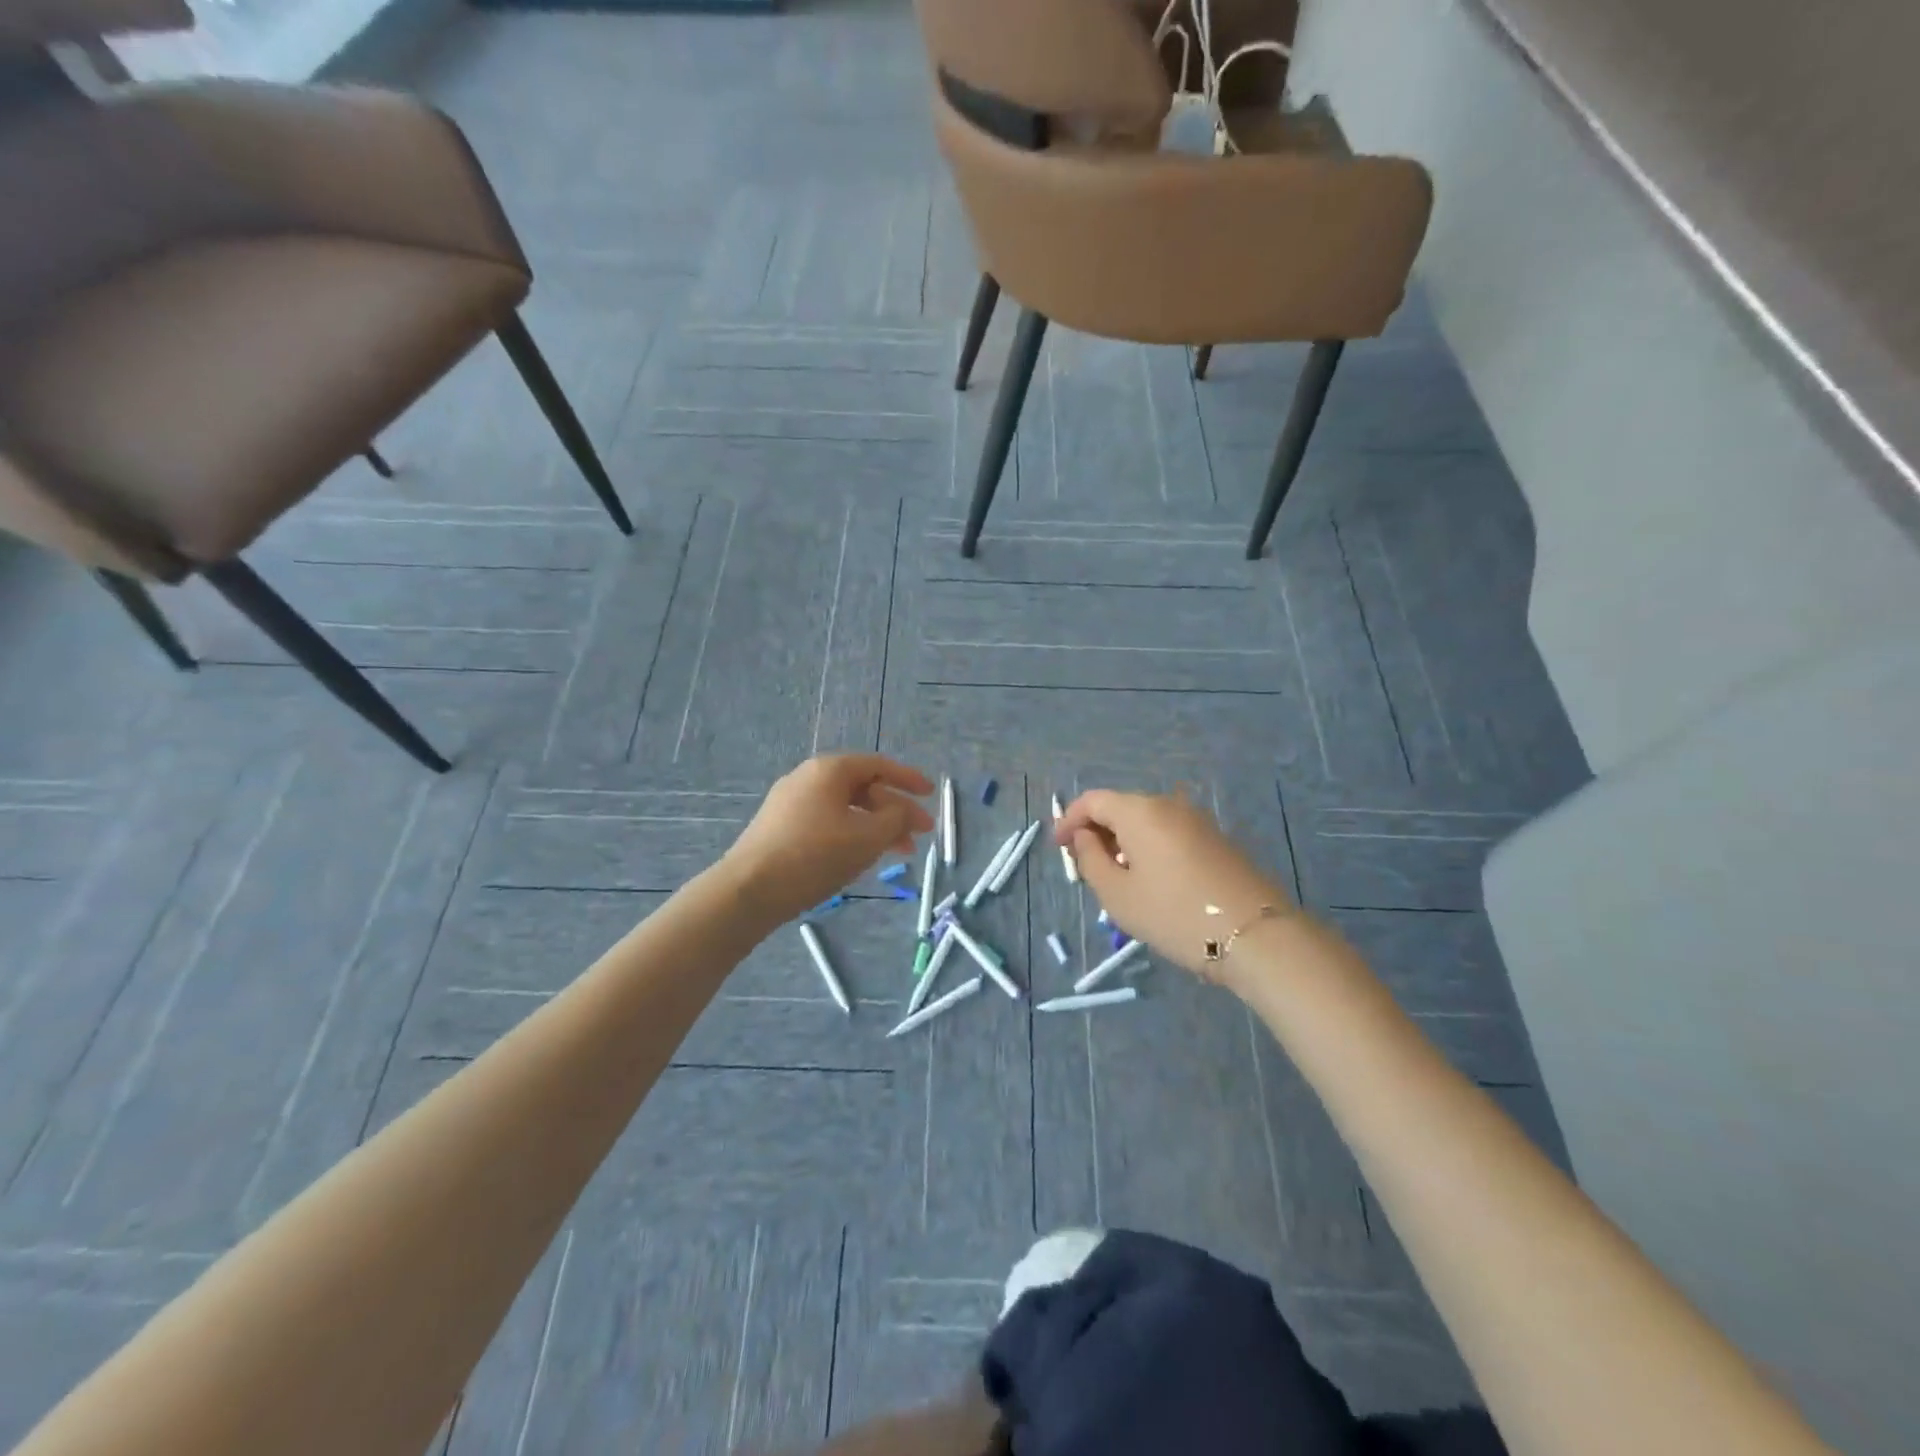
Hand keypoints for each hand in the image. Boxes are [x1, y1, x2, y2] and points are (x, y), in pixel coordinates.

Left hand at [721, 754, 934, 926]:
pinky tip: (863, 857)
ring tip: (900, 852)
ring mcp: (790, 803)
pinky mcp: (780, 828)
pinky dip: (852, 834)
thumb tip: (903, 811)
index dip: (908, 779)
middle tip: (920, 834)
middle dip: (895, 810)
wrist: (749, 890)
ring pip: (846, 808)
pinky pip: (827, 822)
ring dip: (876, 826)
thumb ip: (895, 819)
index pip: (878, 766)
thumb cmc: (814, 856)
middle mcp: (808, 778)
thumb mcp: (867, 837)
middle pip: (863, 788)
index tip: (931, 794)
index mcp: (829, 770)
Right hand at [1054, 788, 1293, 977]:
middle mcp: (1169, 805)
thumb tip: (1085, 837)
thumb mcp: (1117, 894)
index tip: (1058, 847)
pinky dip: (1148, 847)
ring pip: (1146, 821)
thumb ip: (1091, 860)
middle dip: (1096, 830)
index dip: (1069, 819)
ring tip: (1115, 876)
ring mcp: (1197, 821)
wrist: (1255, 936)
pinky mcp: (1216, 840)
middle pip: (1121, 807)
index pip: (1093, 800)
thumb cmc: (1174, 914)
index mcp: (1140, 811)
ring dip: (1123, 841)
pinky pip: (1169, 833)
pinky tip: (1149, 880)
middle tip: (1084, 864)